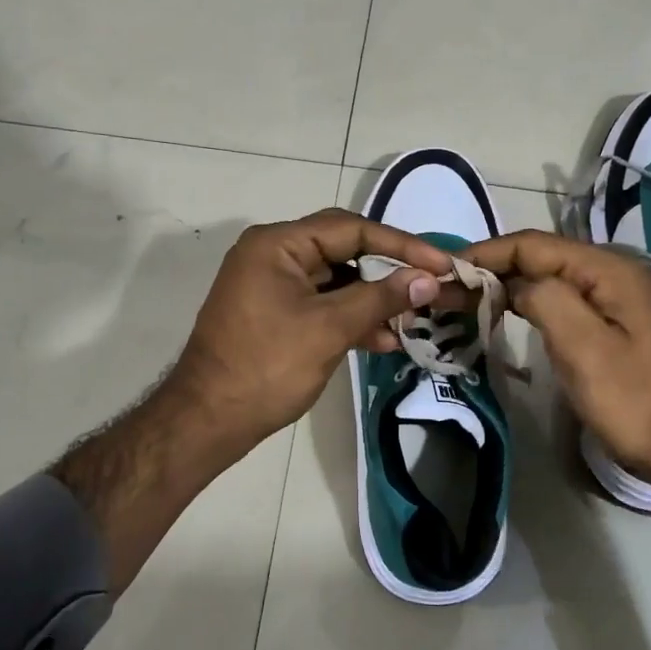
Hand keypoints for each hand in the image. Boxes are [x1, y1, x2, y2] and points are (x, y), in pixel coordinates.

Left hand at [170, 209, 452, 454]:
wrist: (208, 420)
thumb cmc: (267, 367)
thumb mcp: (329, 329)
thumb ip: (381, 299)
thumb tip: (428, 279)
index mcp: (278, 244)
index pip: (351, 228)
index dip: (401, 245)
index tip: (442, 263)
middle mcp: (272, 254)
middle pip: (344, 249)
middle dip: (388, 270)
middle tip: (429, 286)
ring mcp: (271, 284)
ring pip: (336, 279)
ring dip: (372, 299)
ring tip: (411, 320)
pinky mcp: (274, 312)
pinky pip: (321, 303)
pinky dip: (350, 317)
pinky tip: (382, 339)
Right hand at [460, 229, 650, 495]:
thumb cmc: (636, 402)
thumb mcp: (585, 349)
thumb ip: (545, 299)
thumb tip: (515, 283)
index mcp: (608, 270)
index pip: (533, 244)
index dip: (486, 252)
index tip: (445, 269)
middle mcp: (613, 273)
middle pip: (541, 256)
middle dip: (493, 267)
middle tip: (449, 288)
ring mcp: (617, 298)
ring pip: (550, 278)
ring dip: (509, 284)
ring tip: (468, 299)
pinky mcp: (616, 323)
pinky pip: (564, 299)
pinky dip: (530, 302)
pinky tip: (509, 314)